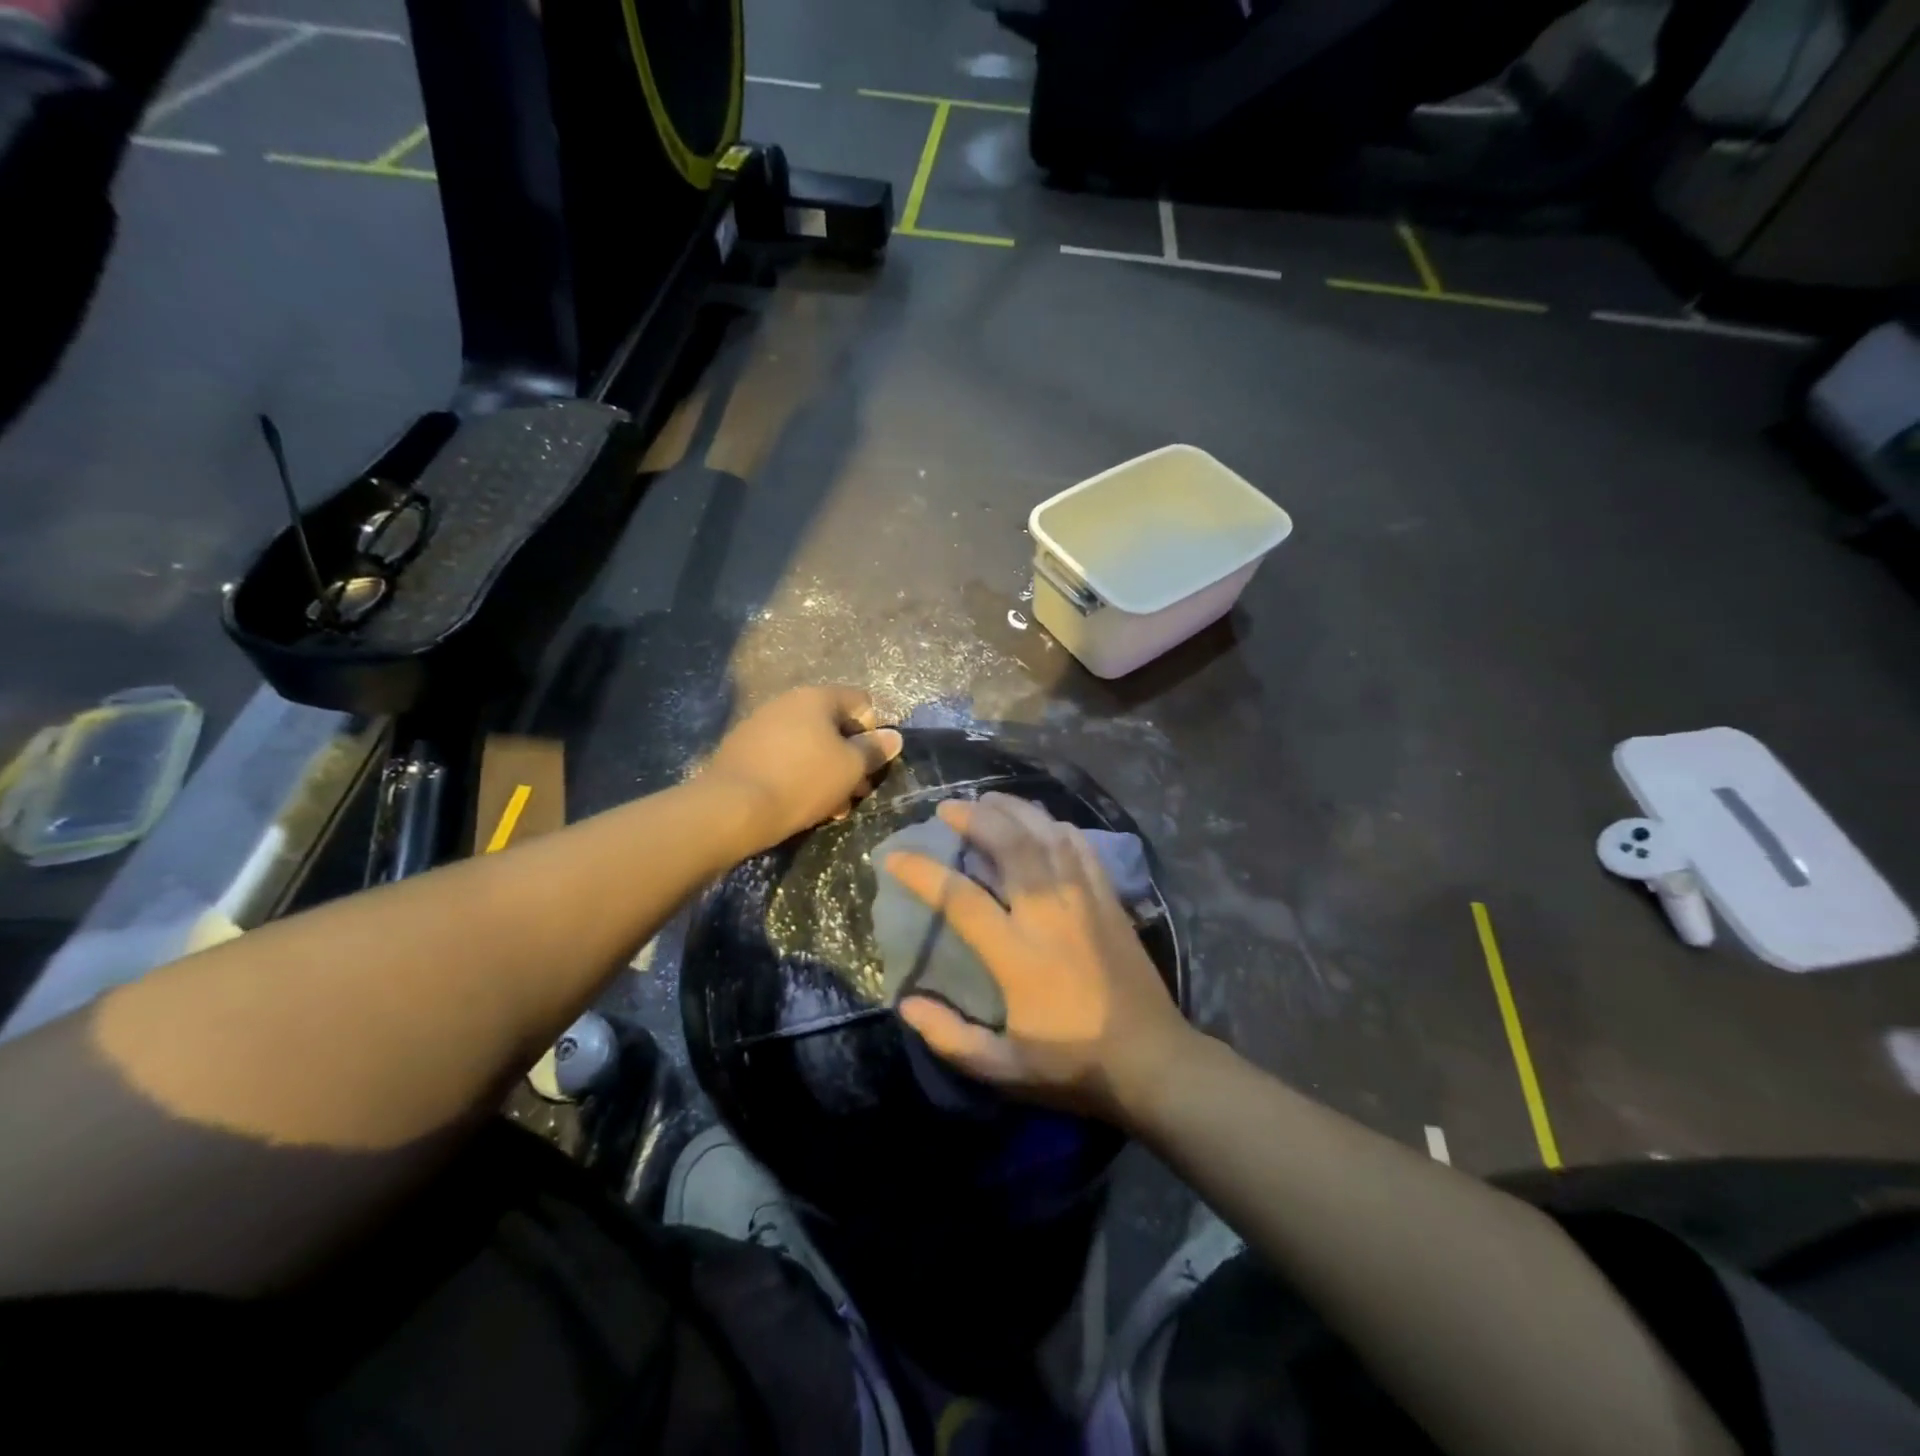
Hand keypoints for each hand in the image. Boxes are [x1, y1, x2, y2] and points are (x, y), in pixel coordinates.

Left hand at [704, 686, 902, 850]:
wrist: (731, 808)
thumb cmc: (802, 781)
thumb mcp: (850, 768)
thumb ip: (875, 750)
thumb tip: (893, 736)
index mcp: (816, 697)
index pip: (861, 702)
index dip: (874, 732)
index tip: (871, 764)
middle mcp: (787, 702)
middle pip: (833, 726)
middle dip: (849, 759)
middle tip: (855, 793)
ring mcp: (760, 724)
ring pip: (809, 746)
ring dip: (826, 772)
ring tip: (830, 808)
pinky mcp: (742, 750)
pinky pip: (783, 757)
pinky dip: (798, 776)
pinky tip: (800, 804)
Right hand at [883, 793, 1193, 1124]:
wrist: (1153, 1060)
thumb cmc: (1074, 1065)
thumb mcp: (1005, 1068)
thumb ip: (952, 1038)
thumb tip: (906, 1005)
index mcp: (1019, 954)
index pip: (960, 898)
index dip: (922, 873)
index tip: (895, 857)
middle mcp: (1050, 913)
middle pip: (1010, 844)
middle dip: (975, 818)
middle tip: (948, 808)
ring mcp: (1085, 900)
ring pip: (1047, 835)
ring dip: (1014, 810)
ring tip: (987, 800)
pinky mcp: (1110, 900)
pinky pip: (1081, 848)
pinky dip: (1055, 826)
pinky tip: (1040, 822)